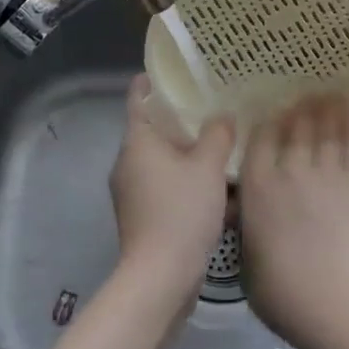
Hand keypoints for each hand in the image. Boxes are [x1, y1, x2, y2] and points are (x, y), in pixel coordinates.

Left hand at [109, 75, 234, 302]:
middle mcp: (127, 163)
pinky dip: (184, 181)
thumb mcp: (208, 167)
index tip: (168, 72)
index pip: (138, 100)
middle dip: (178, 121)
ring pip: (160, 161)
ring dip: (185, 154)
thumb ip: (217, 135)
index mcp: (137, 142)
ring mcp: (131, 192)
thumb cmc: (181, 211)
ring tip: (218, 148)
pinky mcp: (141, 216)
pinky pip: (164, 186)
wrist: (160, 276)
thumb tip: (222, 117)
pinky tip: (213, 188)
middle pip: (151, 131)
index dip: (150, 83)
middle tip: (210, 109)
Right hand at [239, 96, 348, 344]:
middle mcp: (289, 168)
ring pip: (324, 126)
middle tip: (302, 99)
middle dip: (297, 110)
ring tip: (326, 95)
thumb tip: (249, 217)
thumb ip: (248, 229)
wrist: (337, 299)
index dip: (266, 125)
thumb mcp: (247, 261)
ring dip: (324, 107)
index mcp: (256, 186)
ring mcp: (327, 170)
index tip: (271, 119)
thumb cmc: (283, 293)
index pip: (259, 139)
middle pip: (293, 126)